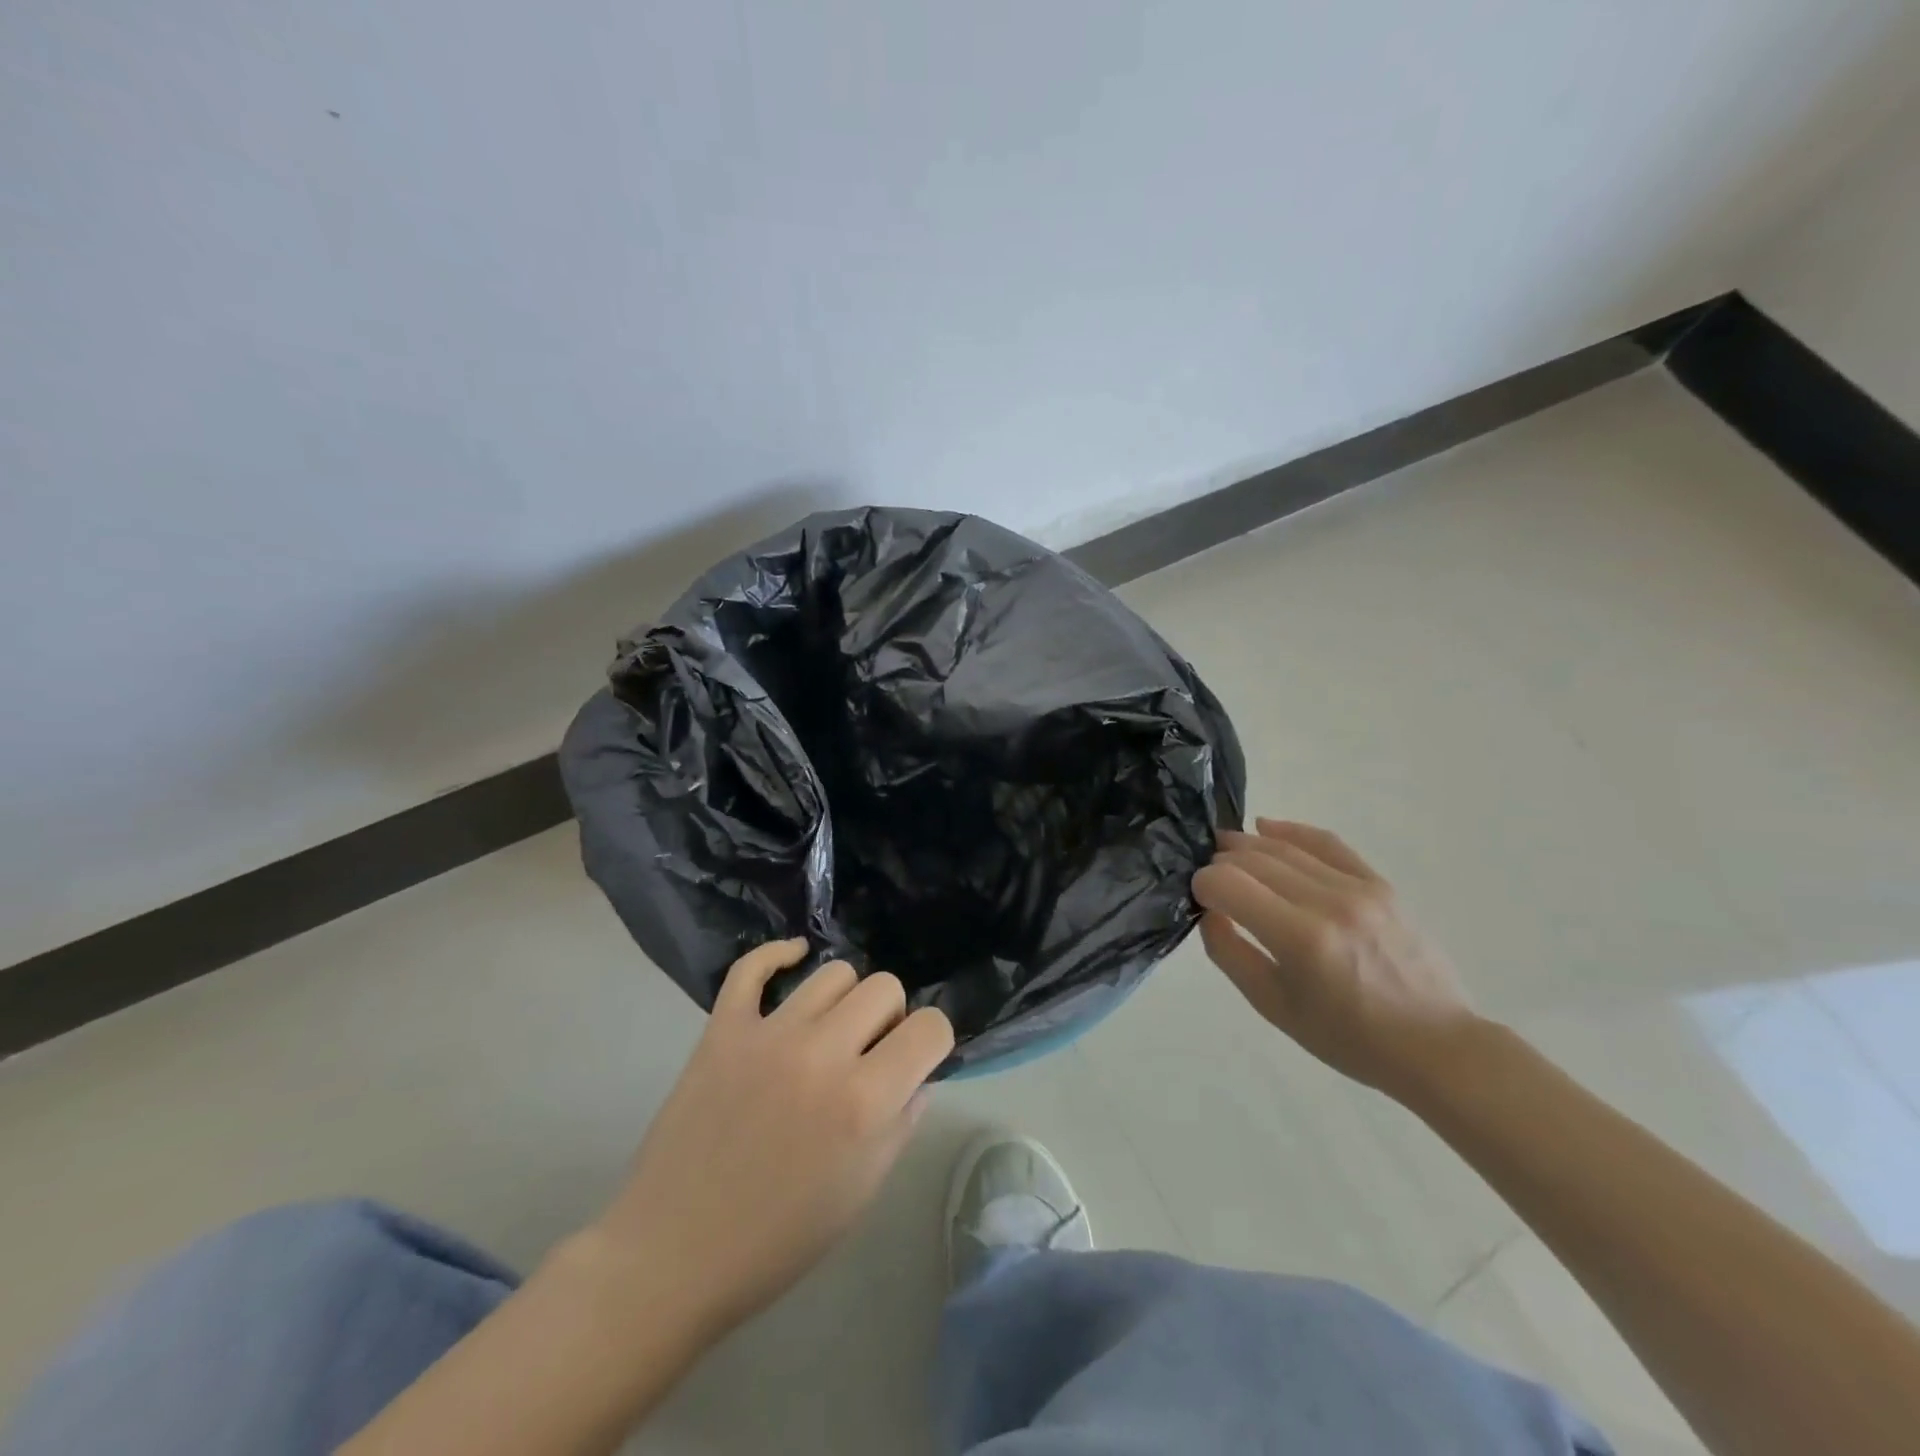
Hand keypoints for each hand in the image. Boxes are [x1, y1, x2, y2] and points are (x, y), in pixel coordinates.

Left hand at [589, 940, 953, 1338]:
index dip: (932, 1041)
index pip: (930, 1027)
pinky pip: (753, 967)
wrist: (674, 1254)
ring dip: (844, 999)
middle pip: (885, 987)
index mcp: (865, 1102)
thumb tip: (917, 1075)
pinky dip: (778, 955)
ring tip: (830, 1031)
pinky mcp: (722, 1029)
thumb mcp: (861, 1192)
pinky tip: (793, 959)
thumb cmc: (778, 1239)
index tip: (916, 1059)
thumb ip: (901, 1123)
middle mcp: (822, 1053)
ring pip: (833, 973)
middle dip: (890, 1017)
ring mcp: (768, 1034)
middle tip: (869, 1052)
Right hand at [1192, 818, 1475, 1098]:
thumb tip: (1209, 912)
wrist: (1435, 1045)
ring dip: (1247, 845)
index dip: (1202, 886)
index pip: (1227, 884)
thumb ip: (1229, 953)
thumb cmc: (1348, 1038)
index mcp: (1299, 939)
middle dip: (1220, 864)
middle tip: (1209, 880)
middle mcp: (1327, 902)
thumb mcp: (1274, 1007)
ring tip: (1225, 849)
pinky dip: (1291, 831)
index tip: (1199, 900)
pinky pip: (1327, 843)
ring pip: (1284, 847)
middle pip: (1252, 860)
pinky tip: (1266, 827)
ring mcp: (1358, 888)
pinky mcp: (1379, 883)